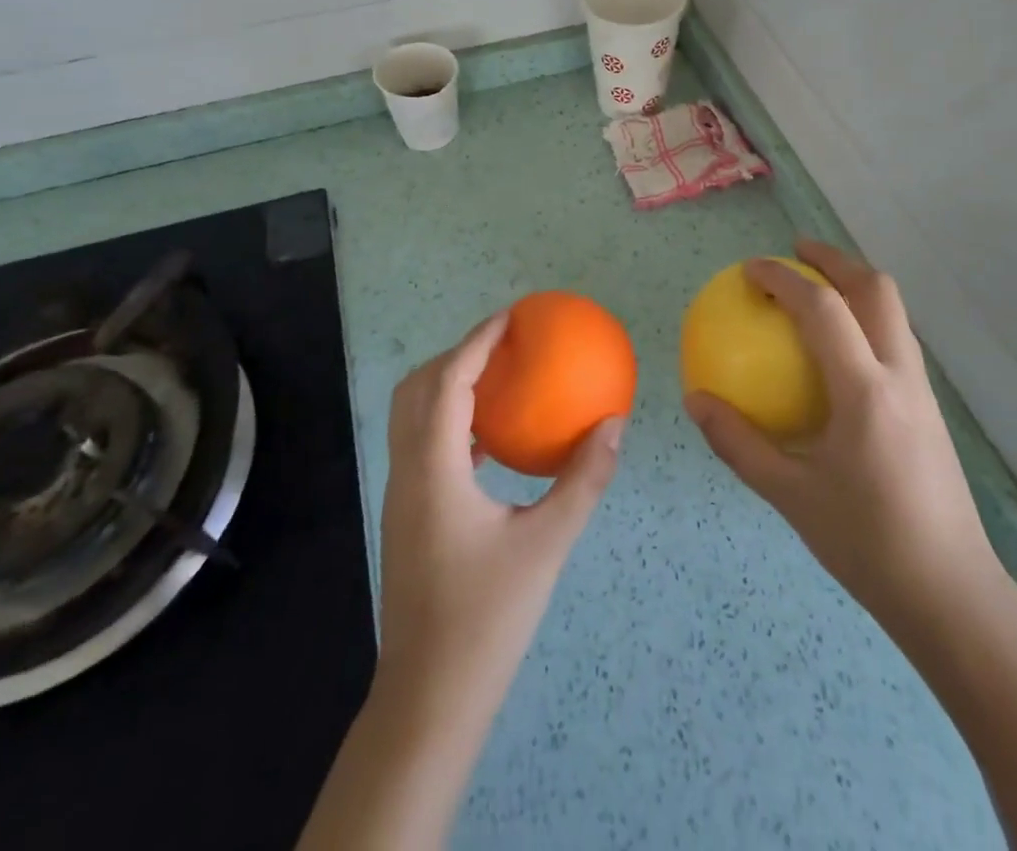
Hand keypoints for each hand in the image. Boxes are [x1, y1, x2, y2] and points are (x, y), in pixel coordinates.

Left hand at [378, 312, 626, 722]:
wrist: (429, 698)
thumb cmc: (486, 619)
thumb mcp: (546, 545)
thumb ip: (583, 480)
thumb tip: (615, 424)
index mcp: (434, 469)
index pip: (448, 382)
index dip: (476, 341)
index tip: (510, 316)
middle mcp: (408, 471)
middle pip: (418, 388)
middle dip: (457, 354)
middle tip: (504, 344)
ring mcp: (401, 495)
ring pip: (412, 415)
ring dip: (449, 385)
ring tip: (498, 378)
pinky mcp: (406, 514)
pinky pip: (422, 443)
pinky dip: (450, 420)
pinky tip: (490, 440)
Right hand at [684, 241, 1007, 631]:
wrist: (951, 594)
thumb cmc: (866, 544)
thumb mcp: (789, 496)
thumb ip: (738, 443)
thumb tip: (695, 401)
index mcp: (865, 391)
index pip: (823, 309)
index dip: (784, 278)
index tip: (749, 270)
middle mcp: (900, 376)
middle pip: (876, 289)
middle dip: (834, 259)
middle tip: (794, 252)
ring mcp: (922, 390)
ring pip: (893, 311)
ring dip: (854, 284)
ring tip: (815, 286)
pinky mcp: (929, 408)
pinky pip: (895, 339)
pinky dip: (864, 318)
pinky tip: (836, 348)